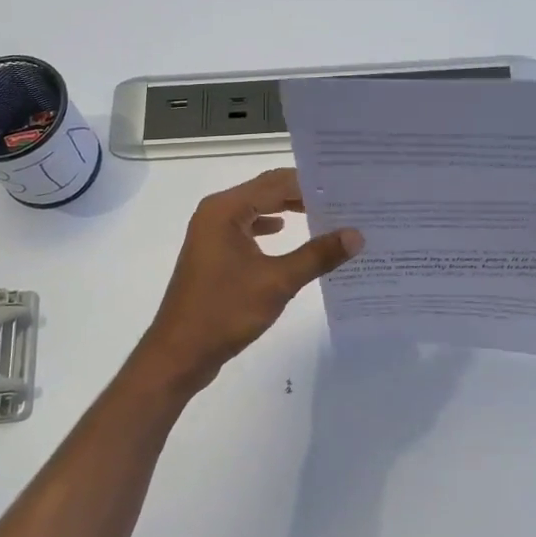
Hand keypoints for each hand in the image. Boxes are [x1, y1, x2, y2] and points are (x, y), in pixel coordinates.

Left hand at [133, 168, 362, 390]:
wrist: (179, 353)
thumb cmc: (224, 311)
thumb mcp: (277, 282)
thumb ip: (317, 255)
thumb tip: (356, 235)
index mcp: (225, 209)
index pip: (276, 183)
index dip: (311, 183)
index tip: (347, 187)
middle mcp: (216, 213)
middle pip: (266, 191)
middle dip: (302, 194)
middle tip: (343, 198)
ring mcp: (212, 233)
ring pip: (256, 209)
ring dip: (287, 210)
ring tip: (326, 214)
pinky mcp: (214, 253)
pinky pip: (247, 229)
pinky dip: (270, 228)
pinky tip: (289, 234)